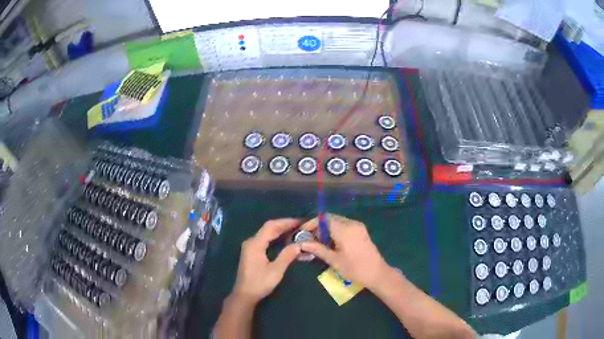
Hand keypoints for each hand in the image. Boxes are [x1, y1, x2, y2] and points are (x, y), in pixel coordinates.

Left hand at [232, 218, 301, 303]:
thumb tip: (298, 244)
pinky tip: (283, 240)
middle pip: (268, 228)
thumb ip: (287, 255)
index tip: (299, 222)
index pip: (271, 226)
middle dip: (283, 225)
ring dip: (279, 231)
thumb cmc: (259, 283)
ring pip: (266, 233)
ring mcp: (249, 247)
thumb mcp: (276, 270)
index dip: (285, 222)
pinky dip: (274, 237)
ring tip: (294, 231)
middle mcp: (251, 242)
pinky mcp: (251, 252)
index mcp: (255, 244)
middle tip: (299, 226)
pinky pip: (264, 239)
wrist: (244, 294)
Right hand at [300, 214, 390, 289]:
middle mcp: (351, 223)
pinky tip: (331, 243)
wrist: (377, 273)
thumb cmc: (354, 268)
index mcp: (344, 229)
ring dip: (326, 229)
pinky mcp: (361, 230)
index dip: (311, 223)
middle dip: (318, 227)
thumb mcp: (334, 260)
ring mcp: (358, 226)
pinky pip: (344, 225)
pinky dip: (335, 230)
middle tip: (309, 239)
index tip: (302, 233)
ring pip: (337, 221)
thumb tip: (301, 244)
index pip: (323, 218)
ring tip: (318, 243)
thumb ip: (317, 249)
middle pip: (330, 218)